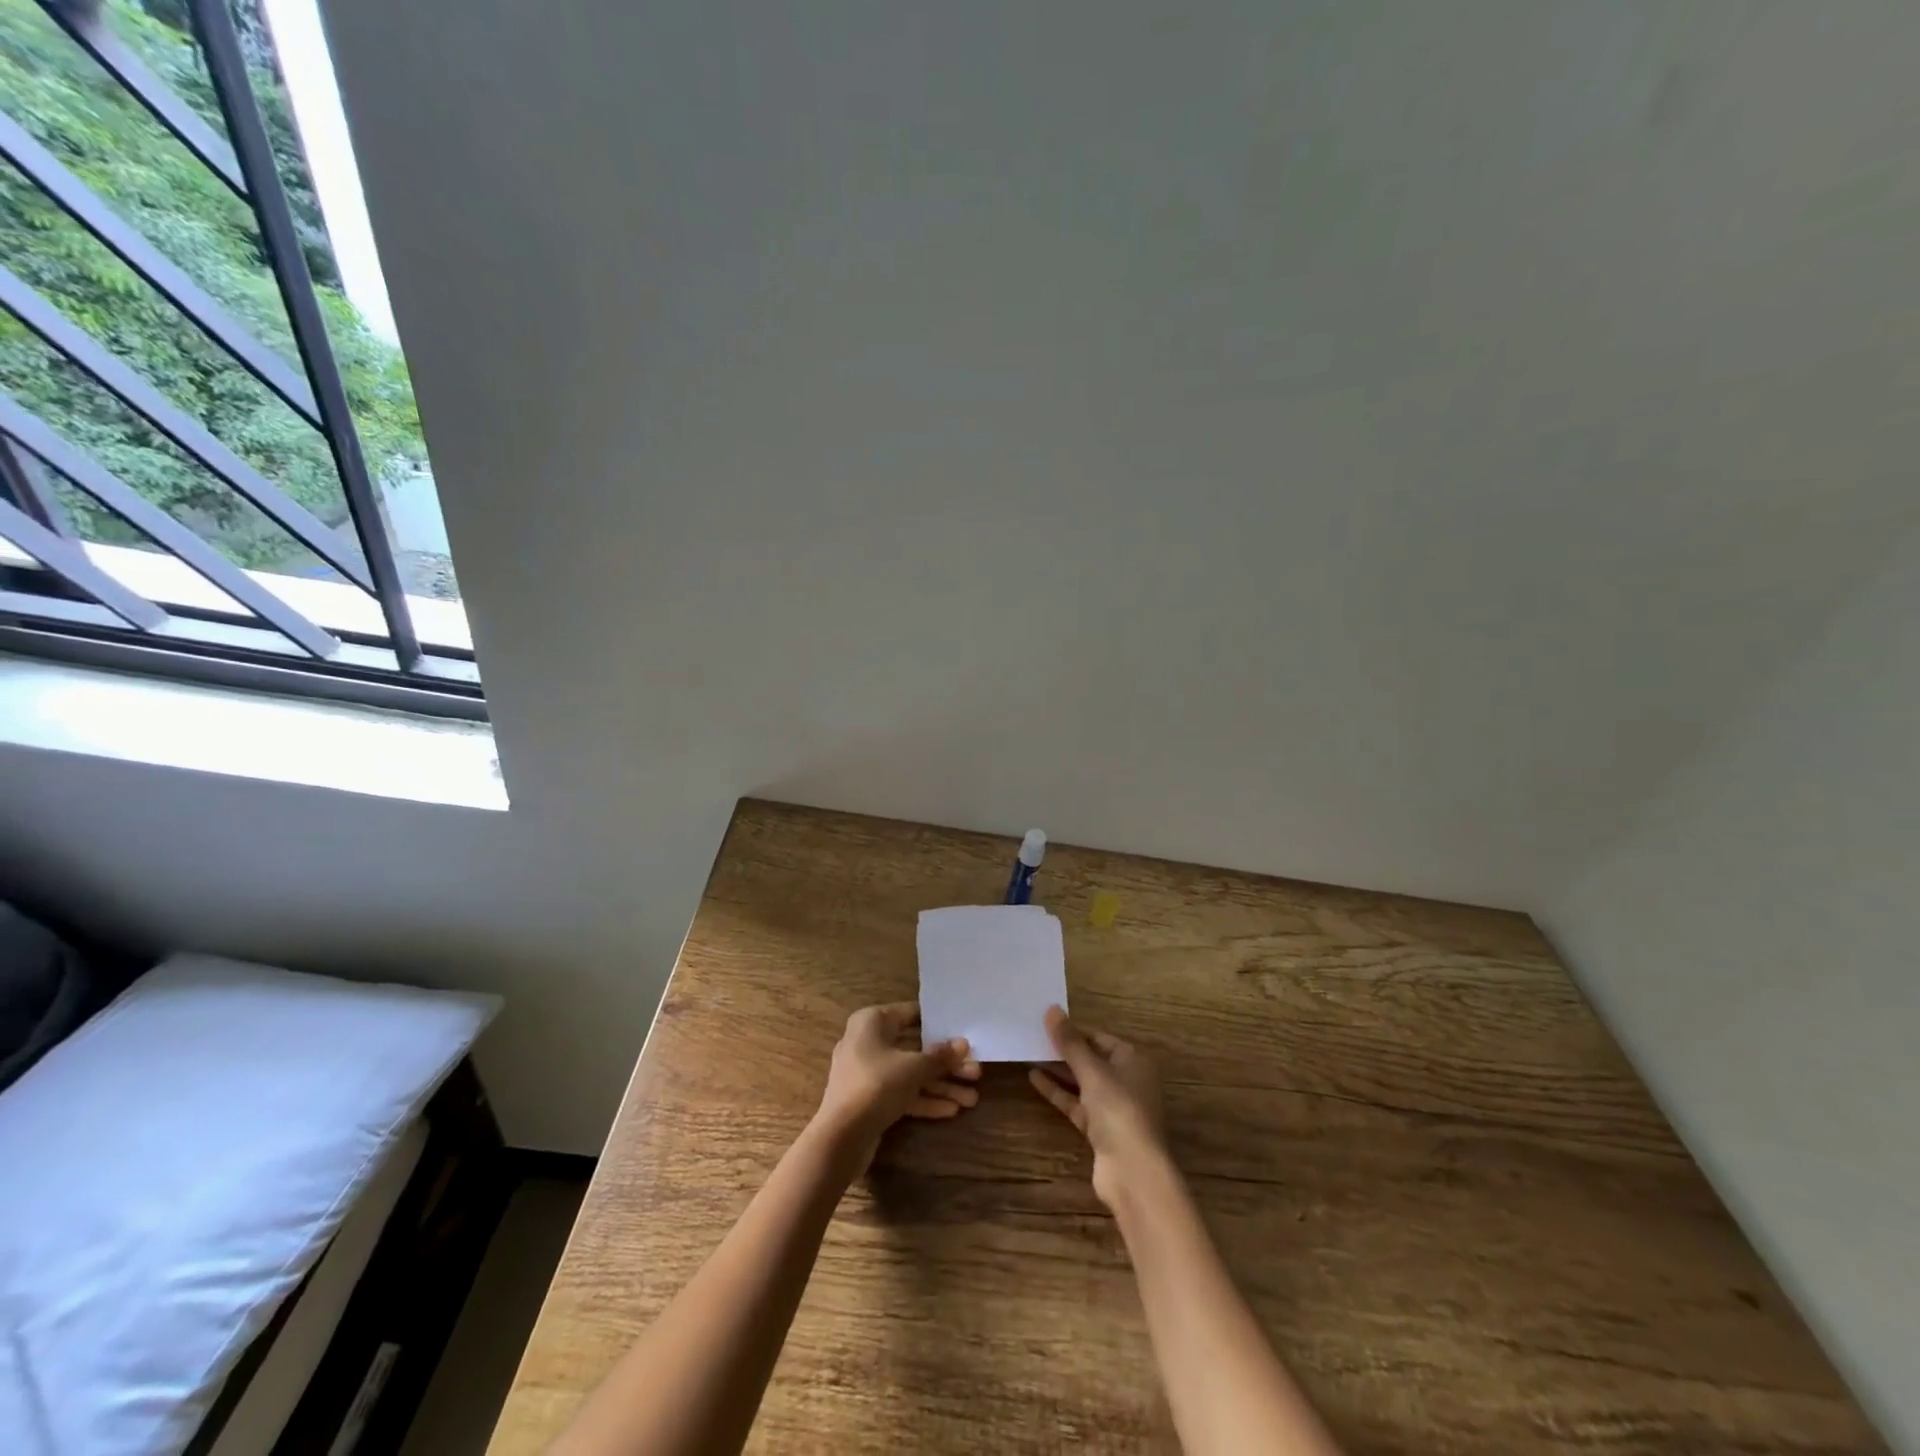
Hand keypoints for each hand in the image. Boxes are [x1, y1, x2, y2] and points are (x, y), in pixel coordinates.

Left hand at [814, 1002, 981, 1169]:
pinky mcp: (870, 1100)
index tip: (962, 1029)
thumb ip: (940, 1056)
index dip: (937, 1022)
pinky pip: (902, 1094)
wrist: (840, 1138)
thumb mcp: (913, 1068)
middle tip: (976, 1071)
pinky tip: (952, 1110)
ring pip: (910, 1074)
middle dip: (945, 1063)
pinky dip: (924, 1100)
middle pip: (915, 1048)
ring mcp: (867, 1073)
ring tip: (972, 1098)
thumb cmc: (876, 1085)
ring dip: (940, 1085)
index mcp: (871, 1022)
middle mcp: (868, 1042)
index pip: (910, 1013)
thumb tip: (963, 1044)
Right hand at [1030, 1006, 1168, 1208]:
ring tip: (1029, 1054)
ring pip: (1082, 1082)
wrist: (1133, 1172)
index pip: (1099, 1037)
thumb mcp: (1092, 1071)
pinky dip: (1058, 1091)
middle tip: (1033, 1036)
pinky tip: (1034, 1079)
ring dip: (1058, 1070)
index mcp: (1133, 1060)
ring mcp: (1113, 1106)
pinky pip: (1076, 1103)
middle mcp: (1126, 1080)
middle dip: (1064, 1050)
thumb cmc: (1119, 1110)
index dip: (1074, 1030)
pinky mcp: (1100, 1129)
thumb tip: (1052, 1009)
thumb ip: (1070, 1042)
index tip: (1047, 1022)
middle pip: (1091, 1059)